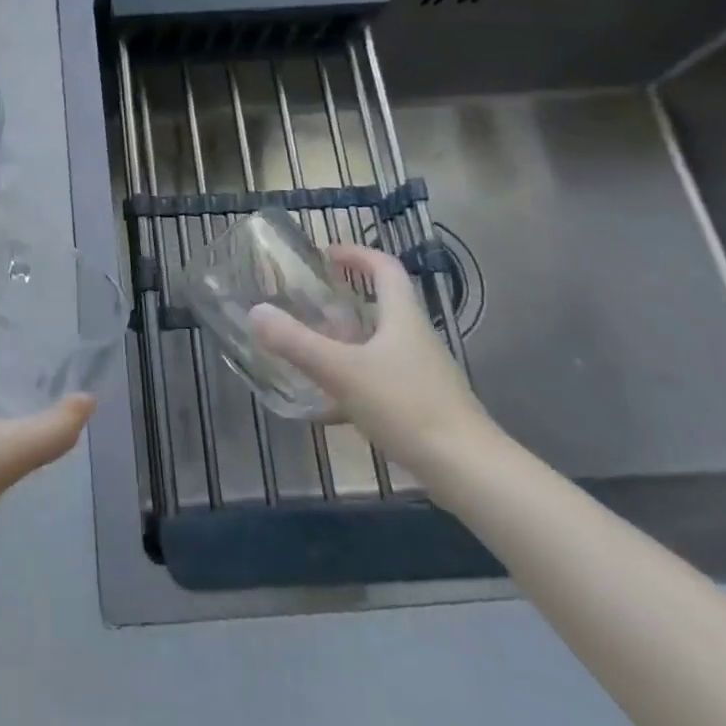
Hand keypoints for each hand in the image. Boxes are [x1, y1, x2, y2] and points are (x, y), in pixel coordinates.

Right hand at [252, 243, 492, 476]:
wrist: (469, 471)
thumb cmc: (407, 407)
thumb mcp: (342, 371)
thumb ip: (297, 342)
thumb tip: (257, 311)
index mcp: (402, 317)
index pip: (385, 268)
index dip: (357, 254)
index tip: (326, 254)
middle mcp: (414, 339)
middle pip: (380, 307)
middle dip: (342, 302)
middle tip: (305, 305)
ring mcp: (420, 375)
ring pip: (376, 347)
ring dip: (343, 344)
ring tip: (306, 352)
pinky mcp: (420, 407)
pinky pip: (378, 383)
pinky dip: (350, 386)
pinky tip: (325, 410)